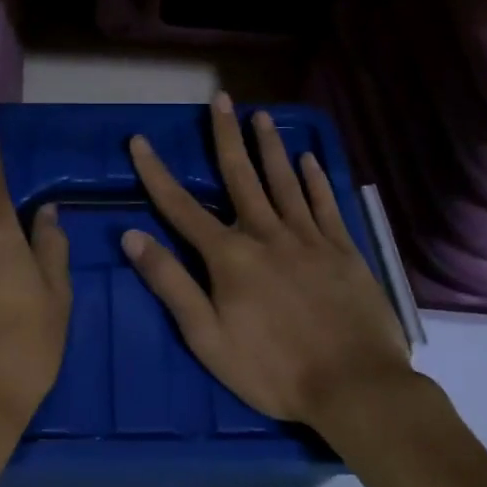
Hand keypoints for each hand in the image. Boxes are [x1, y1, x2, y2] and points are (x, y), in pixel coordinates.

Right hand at [124, 93, 412, 431]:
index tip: (140, 140)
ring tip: (262, 115)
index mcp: (229, 256)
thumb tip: (132, 236)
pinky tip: (309, 159)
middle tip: (221, 98)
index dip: (157, 173)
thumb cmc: (273, 370)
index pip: (181, 206)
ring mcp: (308, 238)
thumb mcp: (207, 337)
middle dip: (226, 135)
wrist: (355, 388)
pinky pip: (325, 204)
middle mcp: (266, 234)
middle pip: (240, 176)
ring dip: (270, 146)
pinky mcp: (342, 249)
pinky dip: (315, 179)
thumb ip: (170, 283)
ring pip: (284, 181)